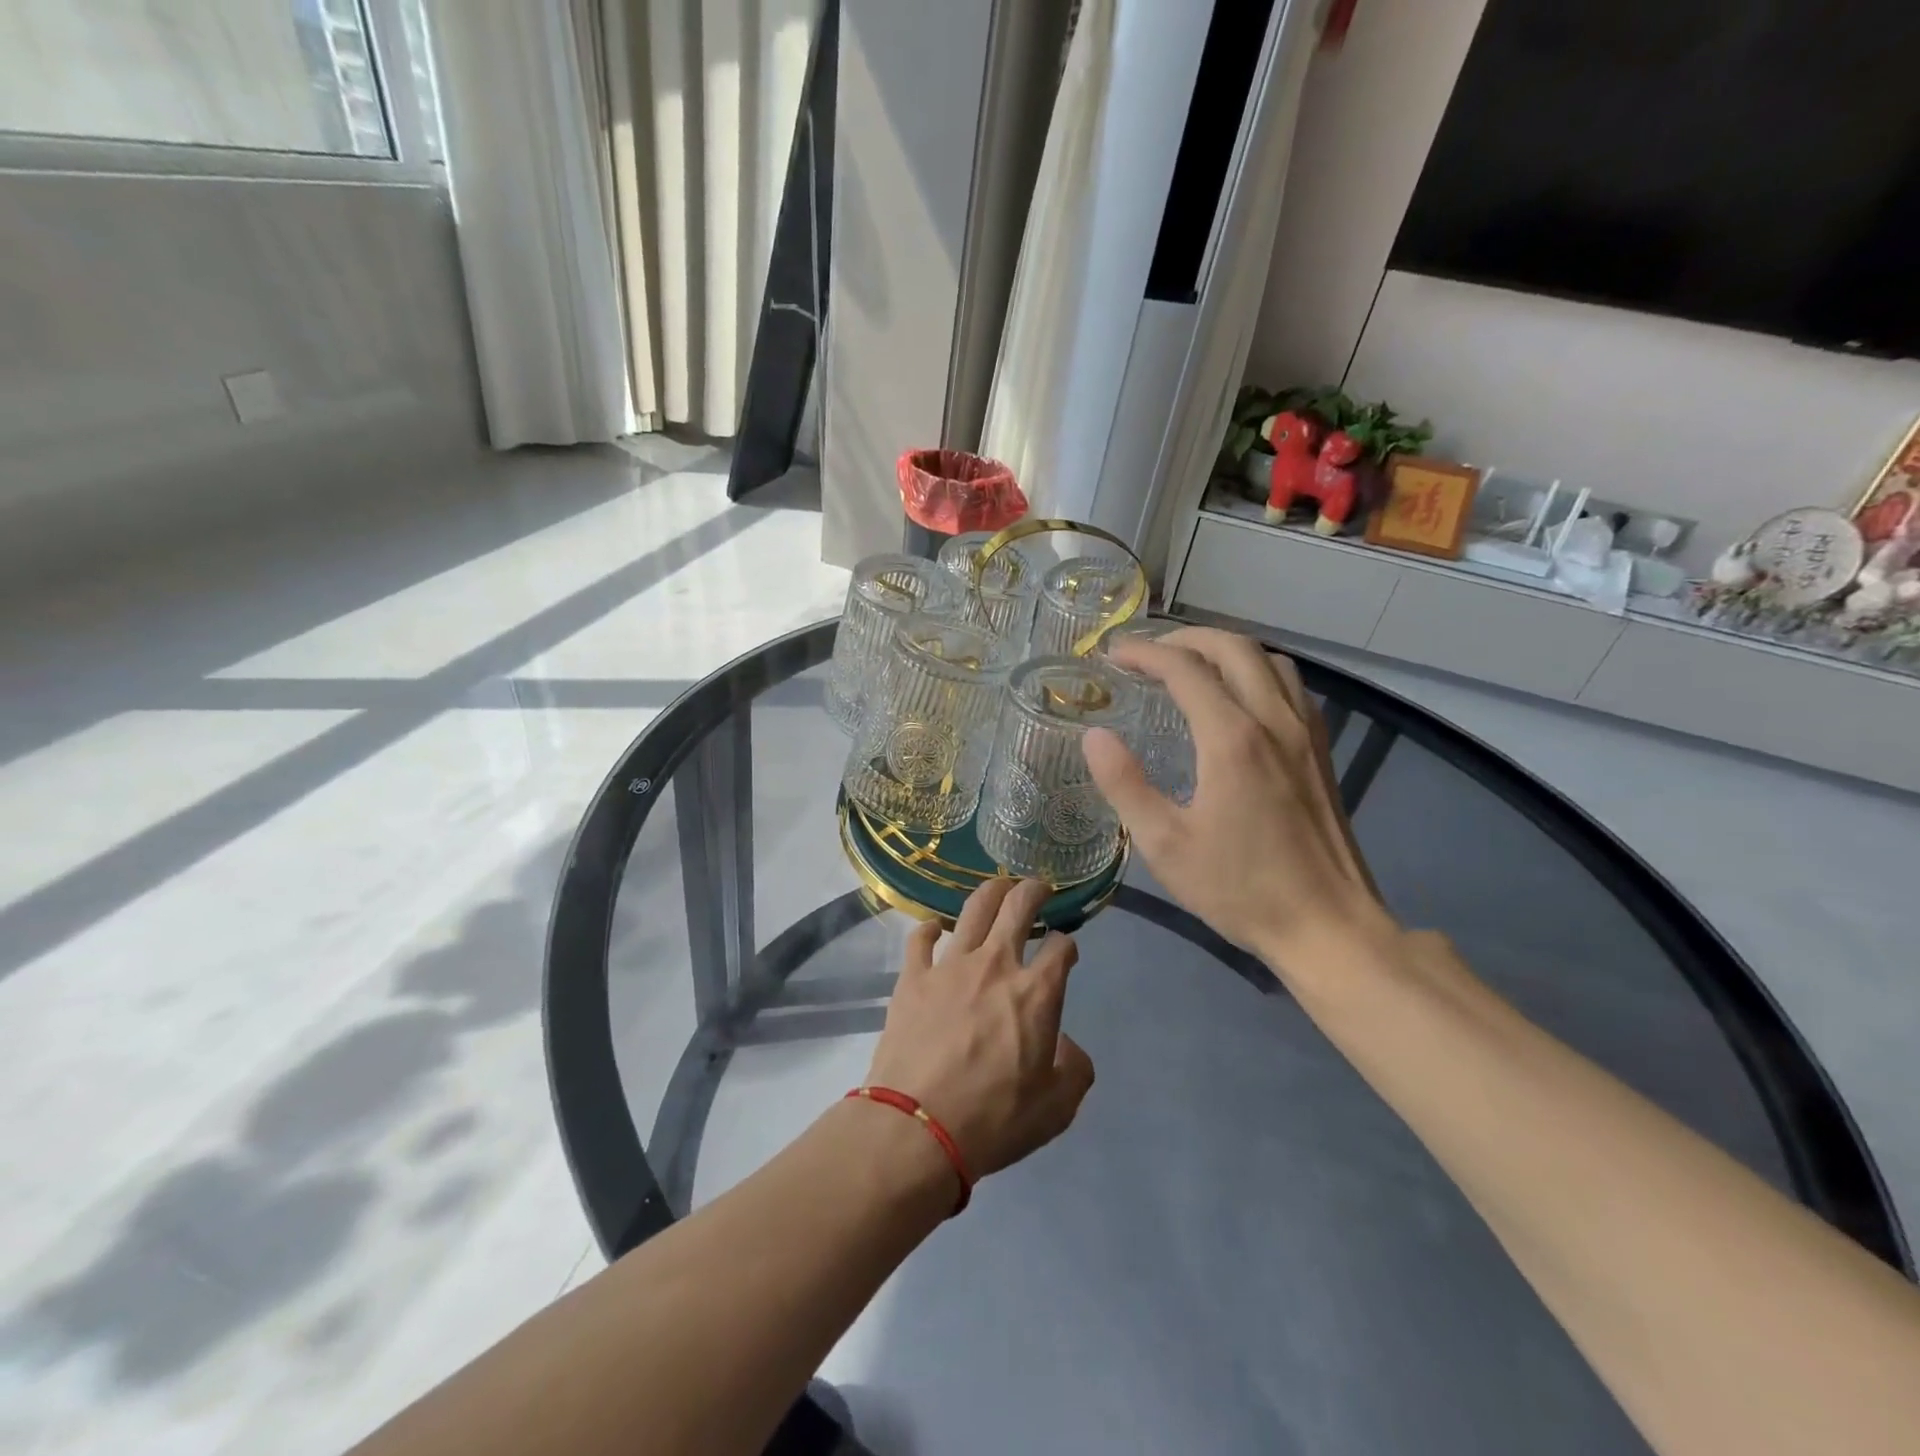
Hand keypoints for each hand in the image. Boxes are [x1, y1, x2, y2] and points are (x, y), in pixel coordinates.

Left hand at [865, 879, 1095, 1180]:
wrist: (917, 1127)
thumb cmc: (994, 1119)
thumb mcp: (1056, 1108)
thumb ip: (1074, 1068)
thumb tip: (1065, 1044)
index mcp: (1036, 992)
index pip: (1061, 948)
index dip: (1067, 945)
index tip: (1065, 952)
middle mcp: (995, 965)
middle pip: (1018, 907)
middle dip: (1034, 890)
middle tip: (1038, 888)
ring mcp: (950, 966)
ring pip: (973, 909)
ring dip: (990, 892)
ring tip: (998, 888)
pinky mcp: (913, 977)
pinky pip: (920, 938)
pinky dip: (929, 929)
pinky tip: (934, 930)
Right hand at [1083, 627, 1395, 971]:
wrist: (1328, 926)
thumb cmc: (1239, 888)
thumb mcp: (1166, 844)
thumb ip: (1125, 784)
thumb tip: (1095, 736)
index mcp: (1232, 739)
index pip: (1185, 668)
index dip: (1145, 653)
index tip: (1113, 654)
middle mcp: (1274, 720)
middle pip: (1233, 647)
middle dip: (1185, 638)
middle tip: (1148, 653)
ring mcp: (1305, 734)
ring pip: (1270, 660)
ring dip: (1226, 650)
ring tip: (1191, 667)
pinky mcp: (1321, 752)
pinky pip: (1291, 686)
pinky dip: (1258, 672)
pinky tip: (1240, 699)